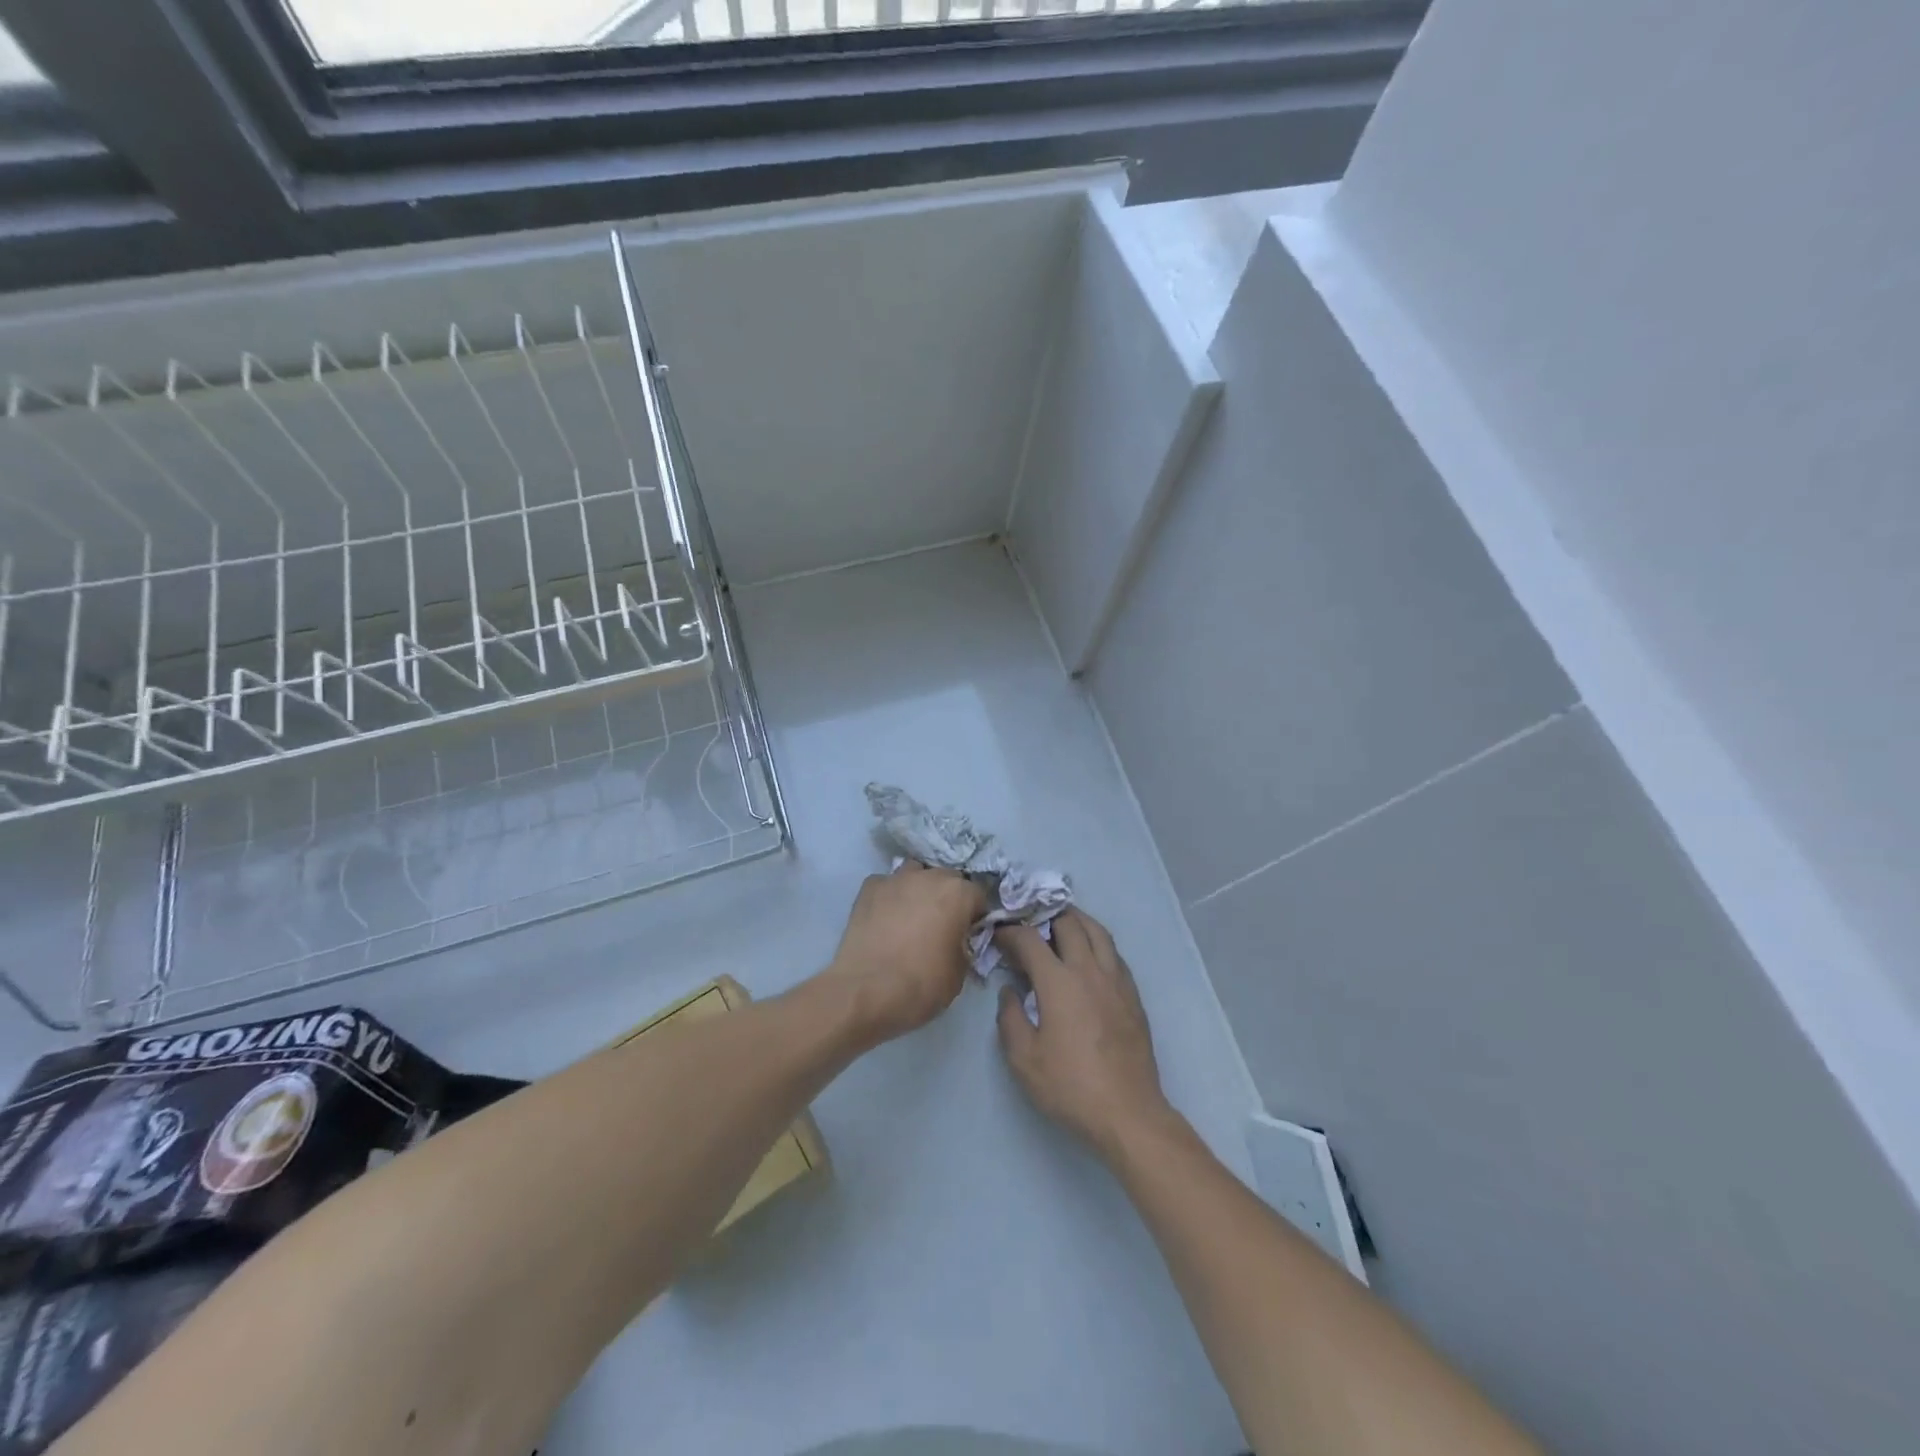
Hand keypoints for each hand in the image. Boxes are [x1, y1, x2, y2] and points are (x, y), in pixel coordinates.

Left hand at [824, 863, 986, 1045]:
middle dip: (948, 898)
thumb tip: (958, 941)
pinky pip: (887, 885)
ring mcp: (896, 879)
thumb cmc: (921, 984)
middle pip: (947, 879)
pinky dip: (890, 897)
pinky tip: (884, 919)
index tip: (968, 934)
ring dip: (919, 890)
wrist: (866, 990)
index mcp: (958, 894)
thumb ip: (964, 946)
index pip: (978, 895)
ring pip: (916, 874)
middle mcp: (930, 876)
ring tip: (912, 917)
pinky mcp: (869, 888)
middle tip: (940, 926)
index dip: (975, 916)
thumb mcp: (959, 973)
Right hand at [994, 908, 1172, 1159]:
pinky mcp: (1133, 995)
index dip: (1010, 932)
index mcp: (1059, 982)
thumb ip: (1010, 1018)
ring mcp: (1116, 980)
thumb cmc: (1070, 1086)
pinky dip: (1097, 942)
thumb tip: (1009, 991)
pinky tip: (1089, 955)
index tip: (998, 935)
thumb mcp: (1024, 1059)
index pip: (1030, 939)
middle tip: (1029, 923)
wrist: (1128, 1112)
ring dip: (1076, 921)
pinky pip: (1114, 953)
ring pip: (1098, 932)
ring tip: (1060, 924)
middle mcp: (1089, 970)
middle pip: (1069, 923)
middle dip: (1045, 915)